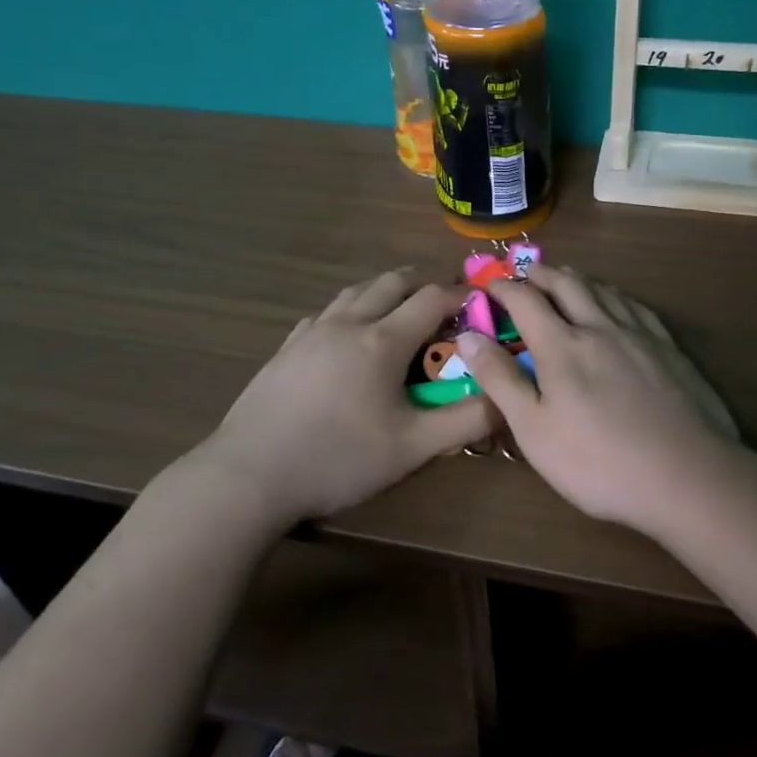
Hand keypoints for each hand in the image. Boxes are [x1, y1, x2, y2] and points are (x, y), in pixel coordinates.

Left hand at [187, 270, 497, 524]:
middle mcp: (347, 323)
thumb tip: (507, 399)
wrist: (249, 474)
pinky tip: (346, 337)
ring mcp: (311, 333)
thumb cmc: (338, 458)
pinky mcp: (285, 349)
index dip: (459, 295)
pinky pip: (325, 313)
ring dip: (384, 293)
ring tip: (397, 315)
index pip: (431, 298)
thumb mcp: (412, 447)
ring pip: (354, 292)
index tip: (478, 304)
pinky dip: (349, 311)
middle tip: (441, 307)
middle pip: (391, 282)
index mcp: (382, 340)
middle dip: (422, 285)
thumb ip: (465, 421)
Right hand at [455, 267, 740, 530]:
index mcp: (562, 345)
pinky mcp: (669, 349)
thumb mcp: (533, 429)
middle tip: (526, 272)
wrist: (686, 475)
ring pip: (604, 290)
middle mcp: (599, 327)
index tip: (489, 284)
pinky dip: (615, 296)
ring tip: (566, 279)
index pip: (525, 300)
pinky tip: (618, 304)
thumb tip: (467, 336)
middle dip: (542, 273)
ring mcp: (639, 335)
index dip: (503, 287)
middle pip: (567, 284)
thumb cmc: (598, 461)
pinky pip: (636, 307)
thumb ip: (499, 379)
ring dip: (578, 279)